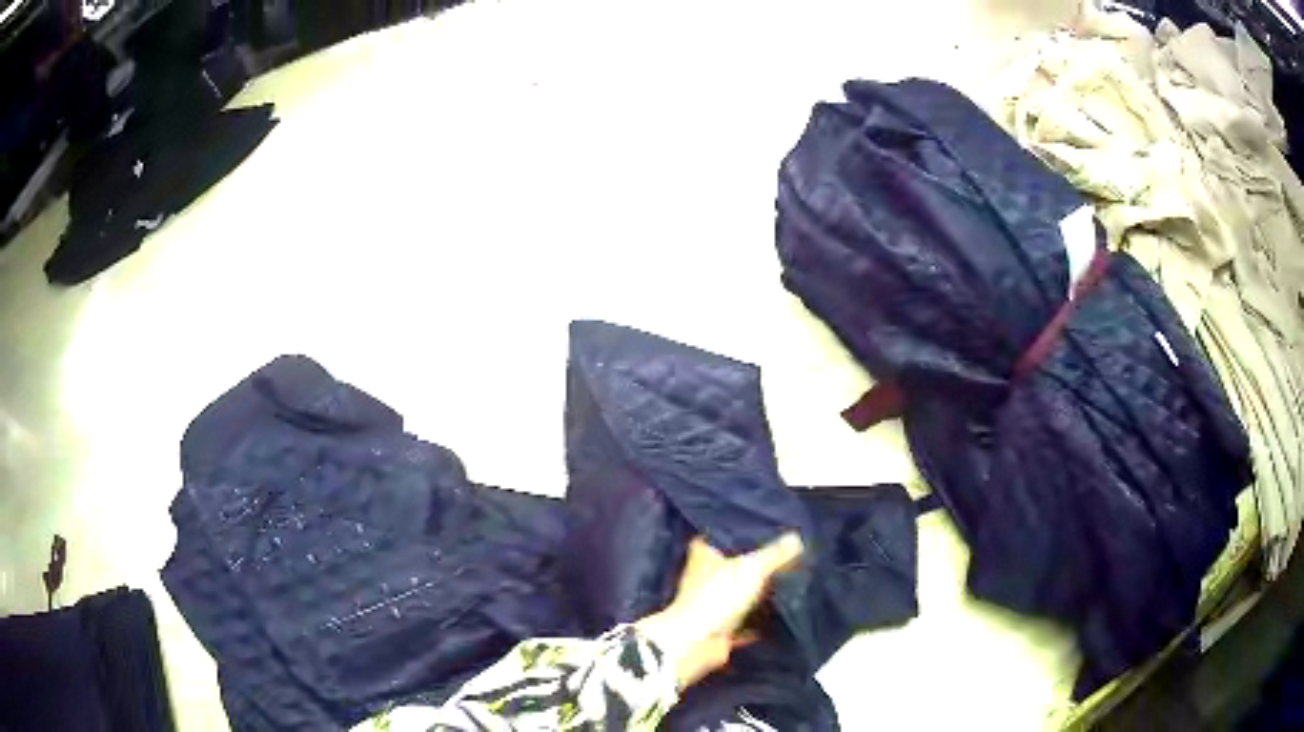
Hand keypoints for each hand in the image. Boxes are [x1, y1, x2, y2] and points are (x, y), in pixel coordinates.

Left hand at [635, 532, 803, 689]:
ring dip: (757, 594)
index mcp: (704, 557)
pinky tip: (781, 617)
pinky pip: (745, 622)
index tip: (761, 530)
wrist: (697, 642)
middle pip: (732, 567)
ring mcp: (712, 605)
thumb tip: (797, 538)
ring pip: (739, 594)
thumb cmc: (718, 596)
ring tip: (789, 582)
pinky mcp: (721, 628)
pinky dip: (759, 622)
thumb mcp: (752, 568)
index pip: (719, 537)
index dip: (737, 533)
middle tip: (785, 557)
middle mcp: (704, 578)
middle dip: (753, 565)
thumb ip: (775, 554)